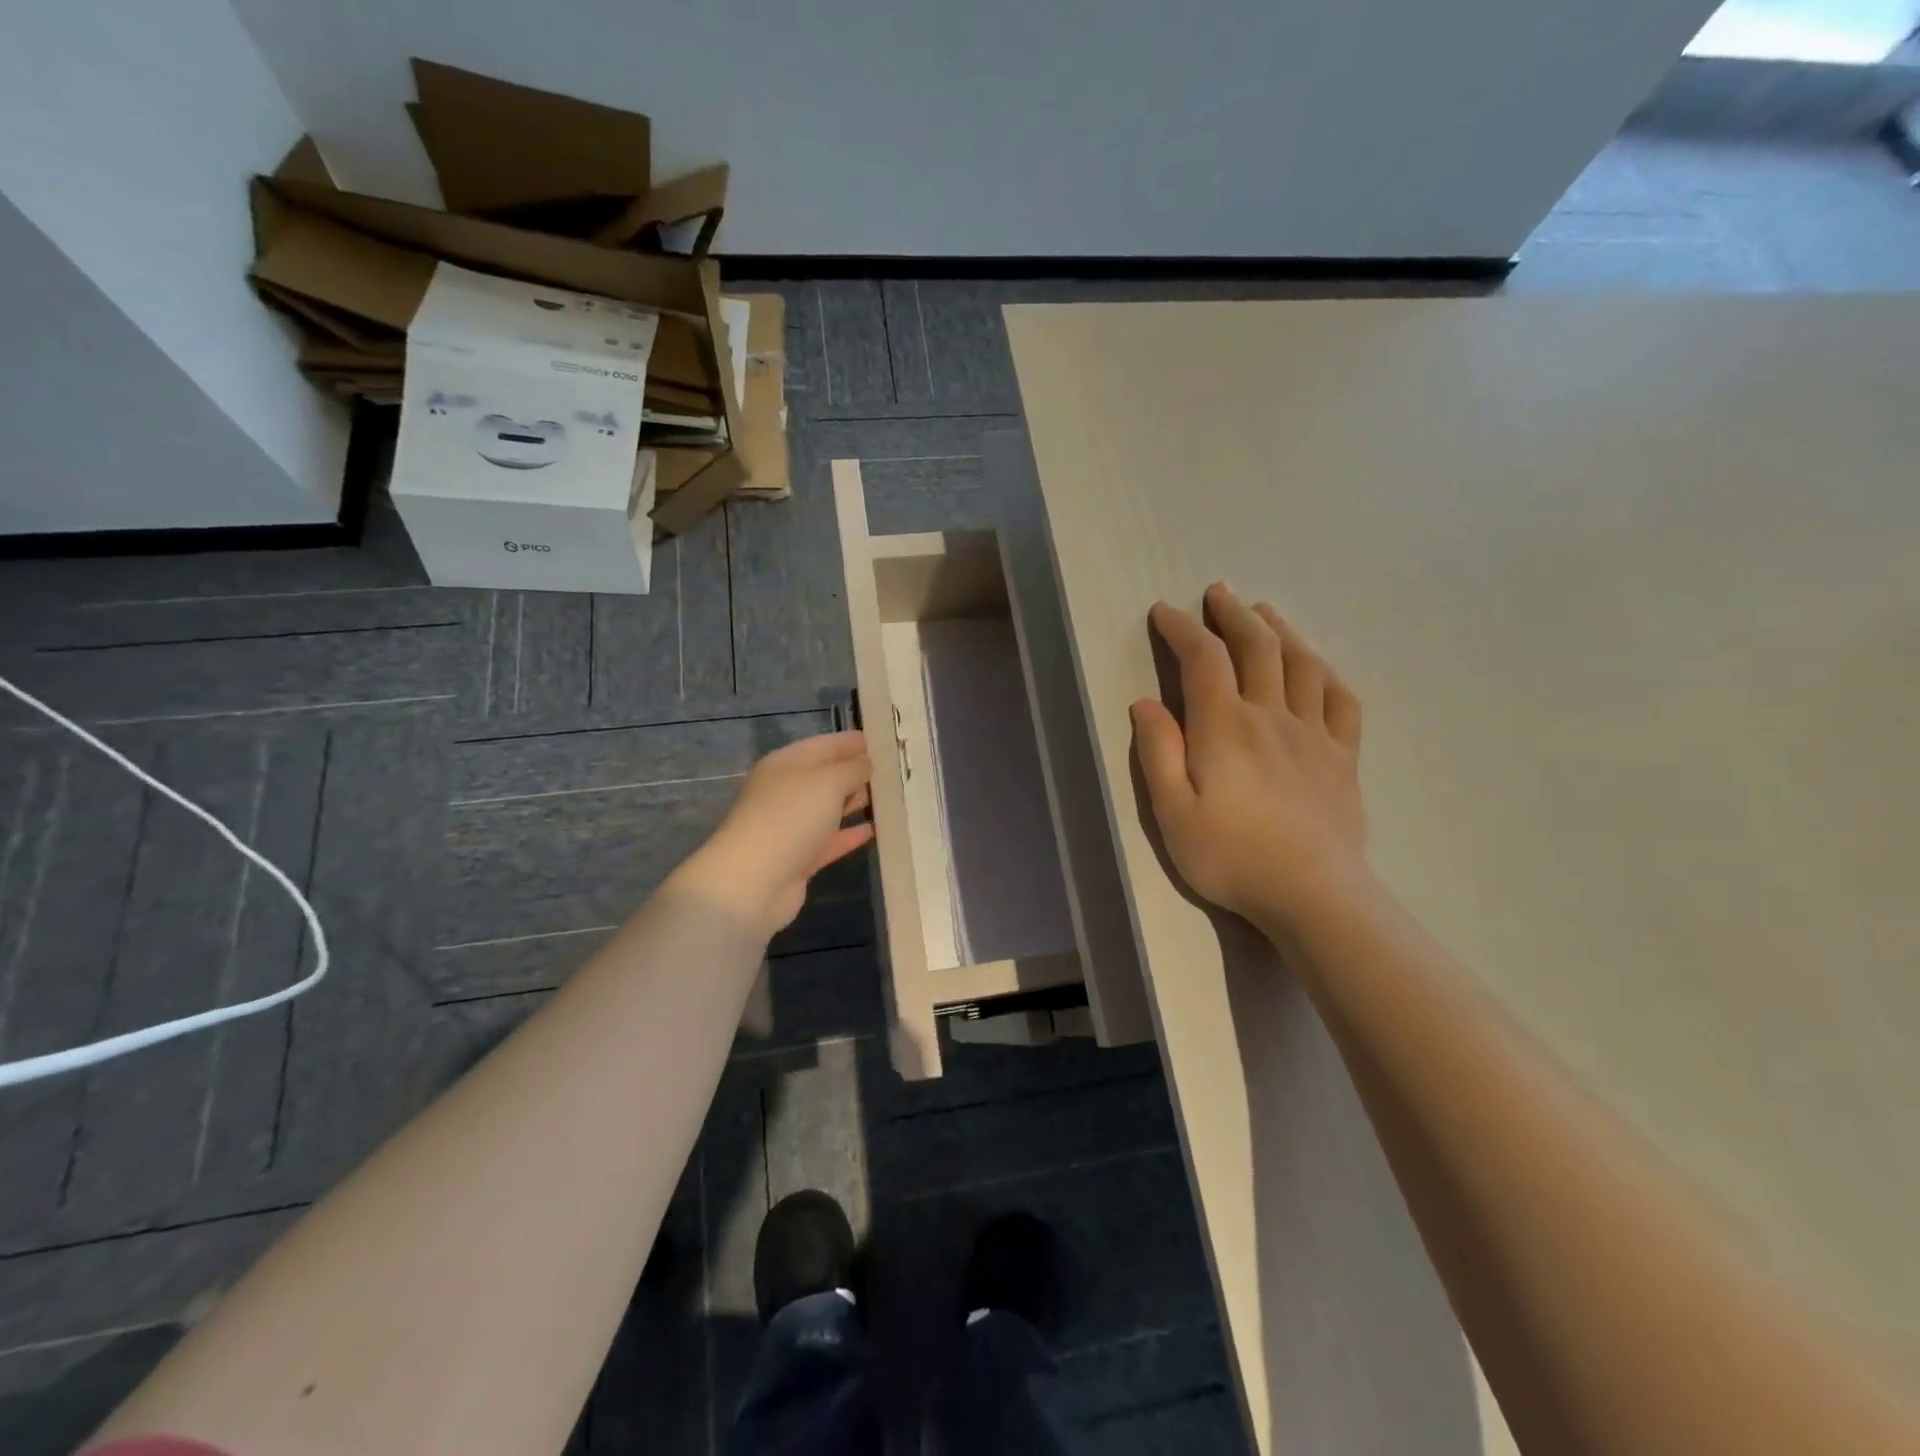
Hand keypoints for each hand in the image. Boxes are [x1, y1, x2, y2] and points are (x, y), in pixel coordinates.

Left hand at [681, 732, 873, 935]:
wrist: (753, 881)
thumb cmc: (790, 817)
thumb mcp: (828, 782)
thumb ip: (853, 769)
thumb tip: (866, 764)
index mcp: (786, 764)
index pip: (825, 744)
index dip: (853, 741)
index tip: (885, 740)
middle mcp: (787, 791)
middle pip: (827, 776)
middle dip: (858, 772)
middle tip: (895, 771)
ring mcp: (792, 826)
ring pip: (830, 808)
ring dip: (856, 802)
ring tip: (891, 798)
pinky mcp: (799, 857)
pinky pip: (830, 840)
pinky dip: (850, 834)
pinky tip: (875, 830)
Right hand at [1132, 583, 1370, 930]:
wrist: (1313, 895)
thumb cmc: (1231, 856)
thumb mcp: (1172, 812)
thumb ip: (1158, 753)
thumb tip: (1146, 704)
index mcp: (1225, 726)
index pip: (1204, 659)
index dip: (1183, 628)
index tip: (1164, 611)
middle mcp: (1271, 715)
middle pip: (1257, 647)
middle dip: (1234, 614)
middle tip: (1219, 593)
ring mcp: (1314, 734)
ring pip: (1302, 664)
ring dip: (1281, 630)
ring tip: (1265, 612)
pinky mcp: (1342, 757)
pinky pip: (1341, 701)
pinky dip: (1326, 673)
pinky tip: (1317, 666)